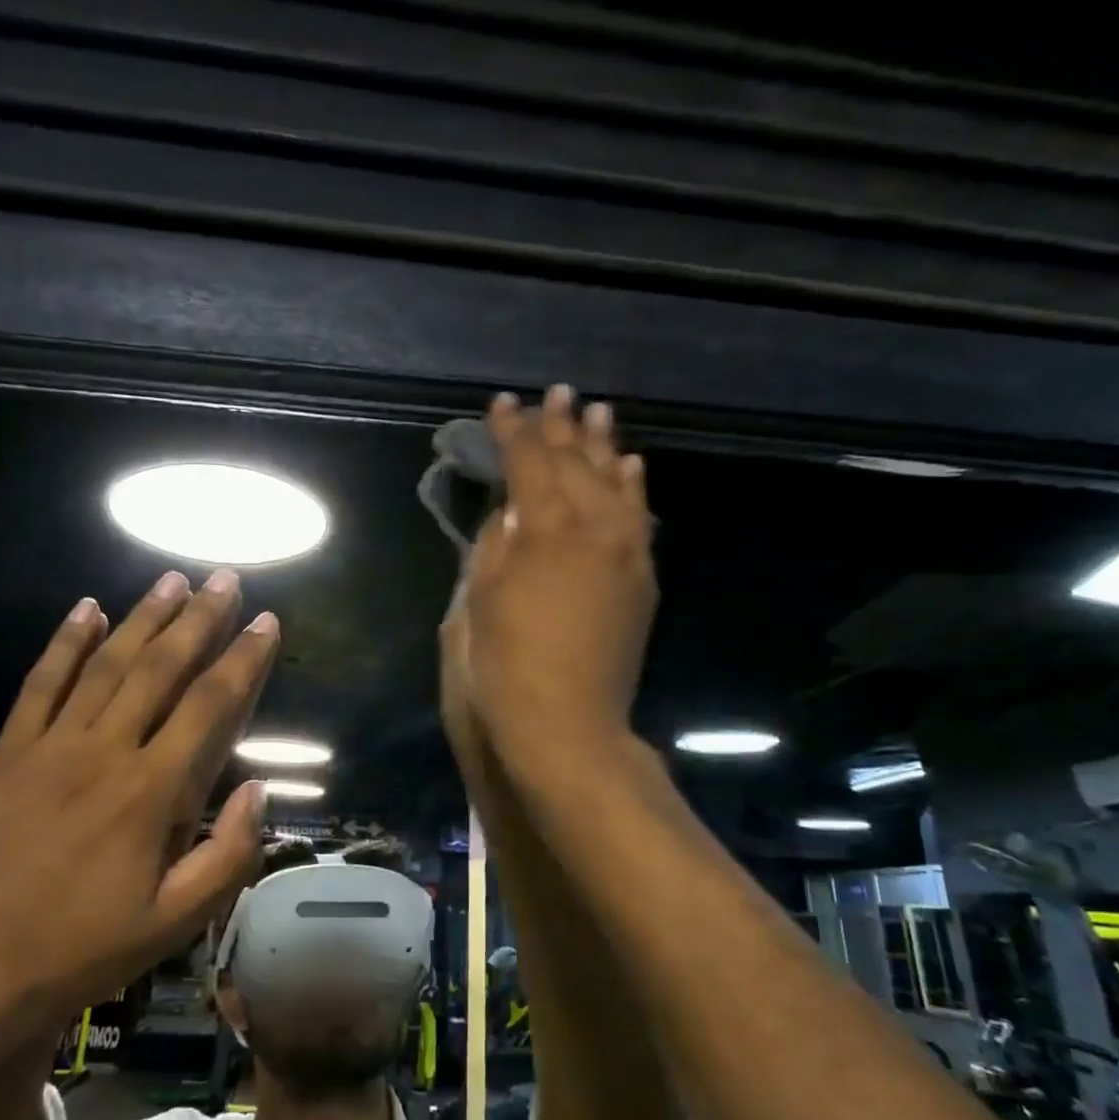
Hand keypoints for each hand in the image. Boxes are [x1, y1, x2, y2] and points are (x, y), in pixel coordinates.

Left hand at [0, 570, 278, 1043]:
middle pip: (161, 669)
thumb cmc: (80, 953)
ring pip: (106, 665)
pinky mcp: (7, 753)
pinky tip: (85, 609)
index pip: (211, 707)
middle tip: (223, 577)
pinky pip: (40, 685)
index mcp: (152, 793)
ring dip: (142, 617)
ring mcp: (50, 747)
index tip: (267, 622)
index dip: (244, 660)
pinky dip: (65, 643)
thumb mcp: (174, 924)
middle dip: (199, 619)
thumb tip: (259, 790)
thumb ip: (228, 856)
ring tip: (171, 579)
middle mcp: (105, 753)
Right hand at [461, 385, 654, 759]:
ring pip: (616, 483)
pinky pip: (640, 519)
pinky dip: (634, 488)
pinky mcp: (641, 580)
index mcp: (545, 529)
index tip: (501, 404)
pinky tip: (632, 468)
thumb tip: (510, 511)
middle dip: (561, 426)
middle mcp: (594, 528)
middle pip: (577, 463)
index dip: (512, 431)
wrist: (567, 726)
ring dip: (604, 446)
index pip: (528, 463)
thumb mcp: (477, 599)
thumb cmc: (504, 665)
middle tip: (555, 393)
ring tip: (598, 413)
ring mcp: (626, 553)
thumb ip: (494, 544)